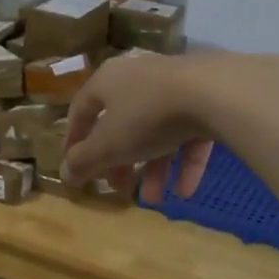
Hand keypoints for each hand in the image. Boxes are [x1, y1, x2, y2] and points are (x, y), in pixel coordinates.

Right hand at [62, 52, 224, 203]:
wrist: (214, 92)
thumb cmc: (146, 115)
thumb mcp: (108, 144)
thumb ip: (84, 161)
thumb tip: (64, 174)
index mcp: (107, 81)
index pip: (82, 110)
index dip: (74, 140)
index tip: (74, 167)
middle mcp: (138, 79)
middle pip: (121, 124)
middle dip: (120, 162)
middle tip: (118, 188)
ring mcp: (174, 87)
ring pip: (156, 133)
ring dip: (153, 169)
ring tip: (154, 199)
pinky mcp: (206, 99)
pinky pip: (188, 134)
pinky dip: (184, 163)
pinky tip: (184, 192)